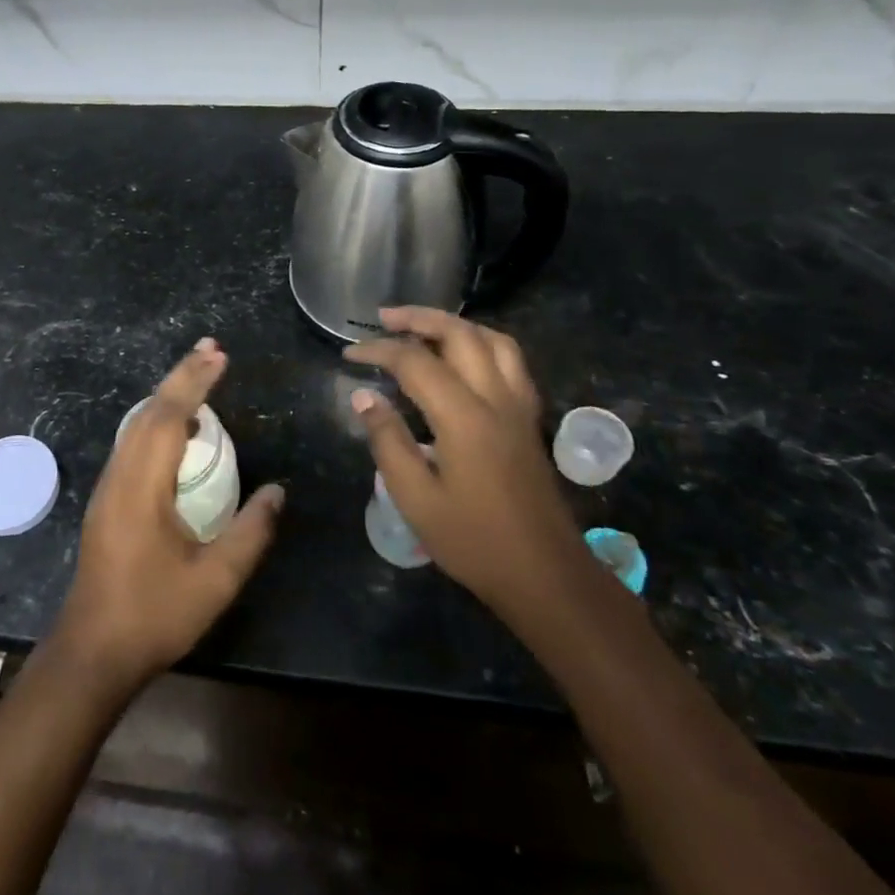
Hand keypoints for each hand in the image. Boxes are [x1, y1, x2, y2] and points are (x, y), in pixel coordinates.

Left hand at [51, 337, 283, 690]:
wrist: (92, 652)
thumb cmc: (154, 614)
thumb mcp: (215, 580)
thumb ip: (251, 532)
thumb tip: (278, 491)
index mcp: (142, 486)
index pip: (169, 417)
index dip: (194, 382)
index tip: (218, 355)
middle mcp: (120, 476)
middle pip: (149, 411)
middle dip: (181, 377)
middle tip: (212, 351)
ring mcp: (108, 487)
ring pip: (137, 426)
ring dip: (168, 398)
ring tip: (201, 380)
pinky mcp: (107, 501)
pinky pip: (133, 444)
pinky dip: (158, 423)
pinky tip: (182, 434)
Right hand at [344, 307, 586, 617]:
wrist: (546, 576)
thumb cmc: (474, 542)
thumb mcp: (416, 498)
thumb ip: (388, 441)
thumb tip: (363, 397)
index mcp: (464, 417)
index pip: (415, 362)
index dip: (378, 350)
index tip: (349, 354)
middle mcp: (496, 399)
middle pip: (459, 334)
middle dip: (419, 318)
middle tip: (384, 318)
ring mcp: (519, 407)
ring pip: (493, 340)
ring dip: (455, 325)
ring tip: (424, 328)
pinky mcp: (530, 420)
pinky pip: (511, 360)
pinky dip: (483, 343)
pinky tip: (465, 358)